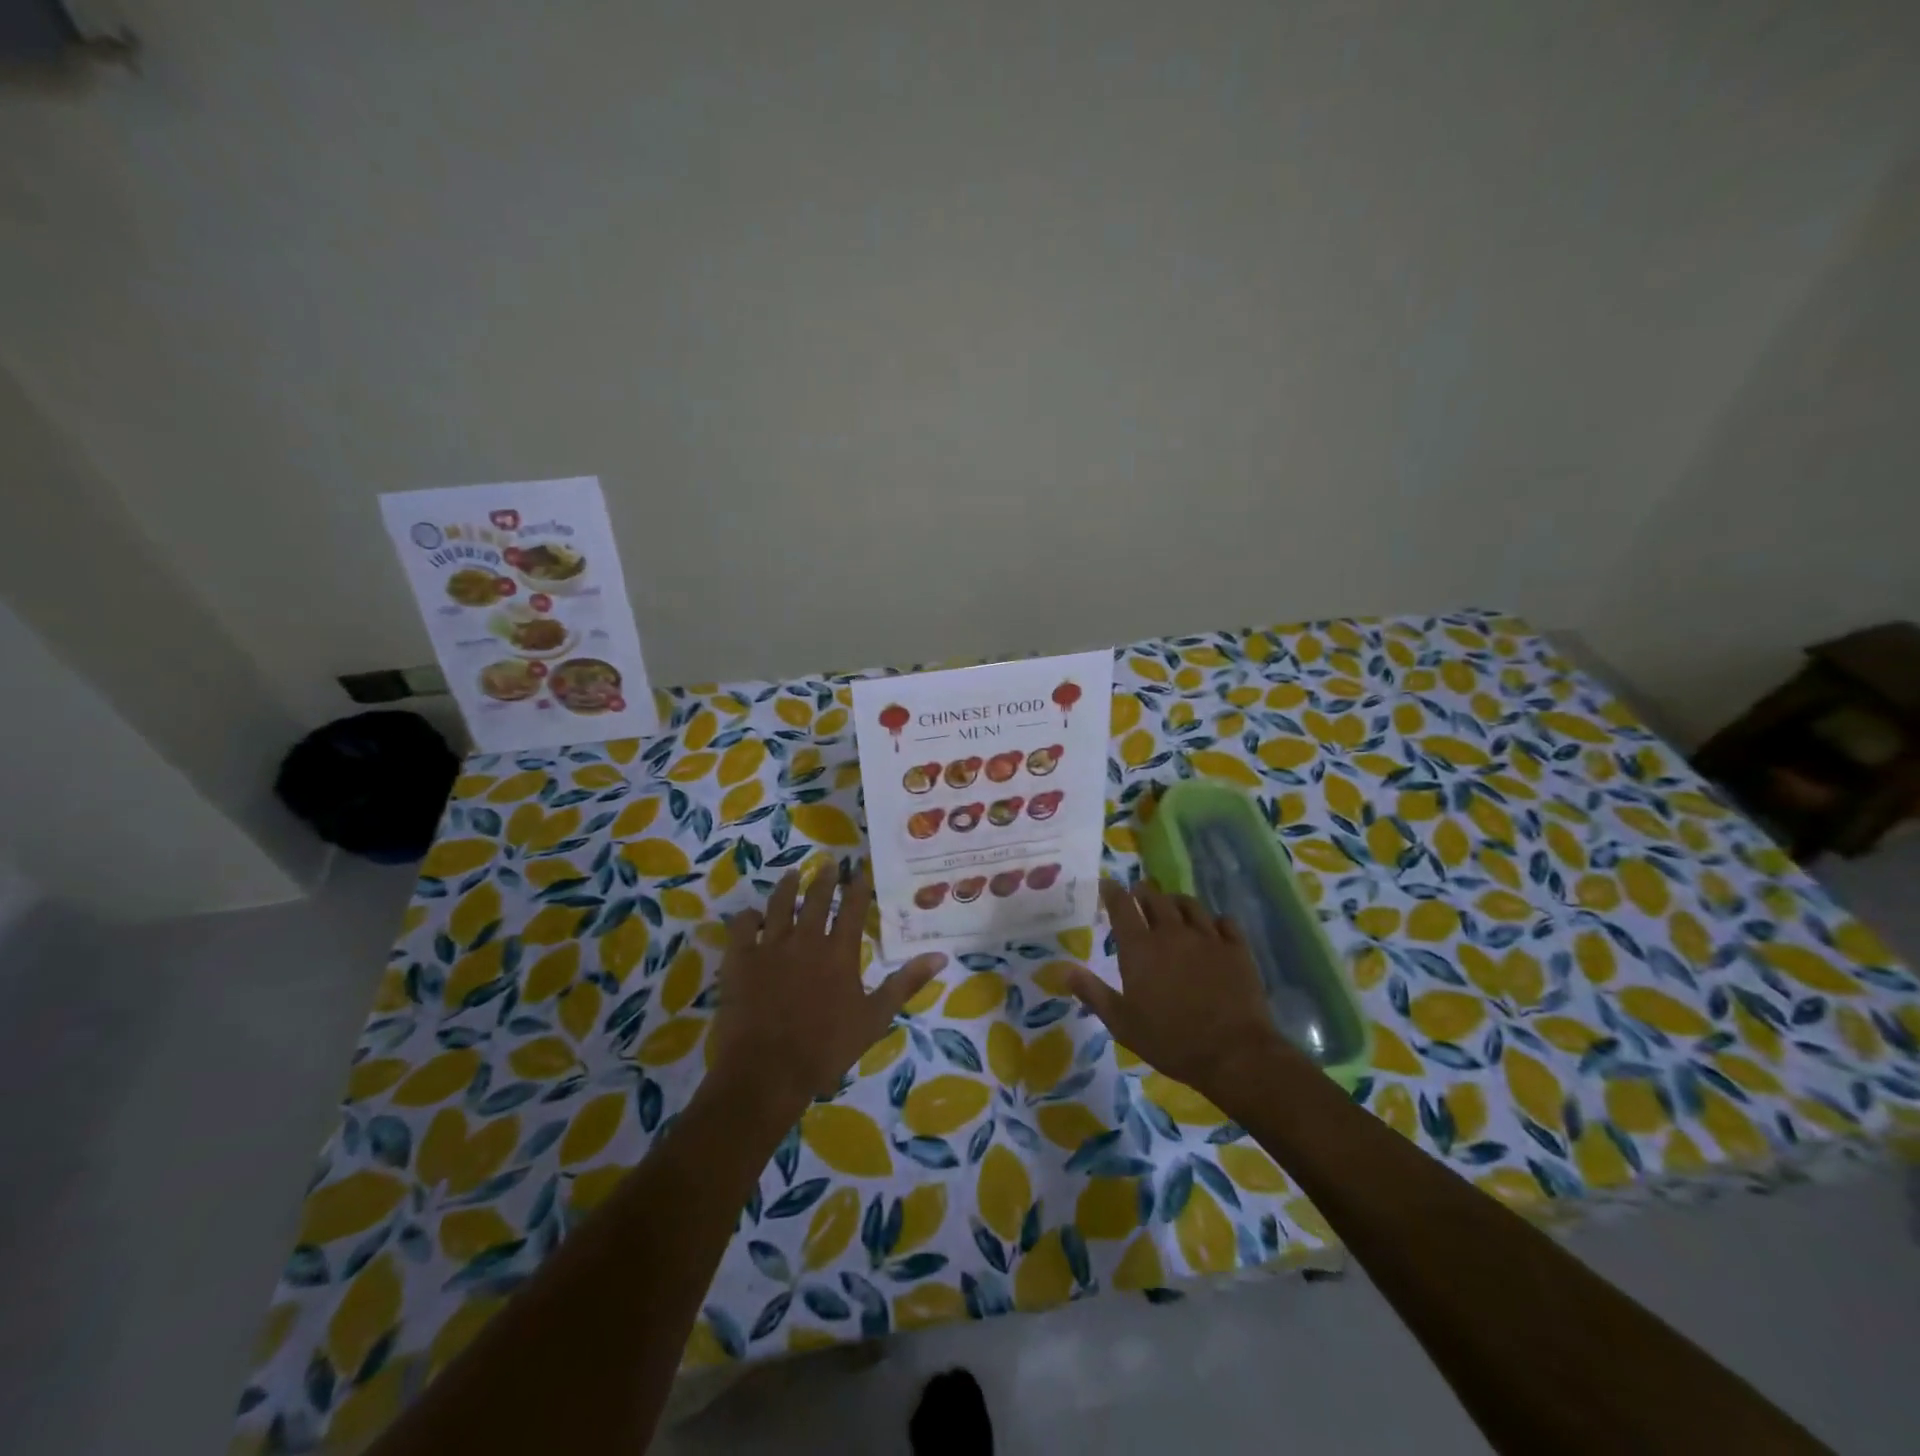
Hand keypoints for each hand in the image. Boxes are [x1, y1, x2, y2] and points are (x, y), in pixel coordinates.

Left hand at [708, 866, 945, 1118]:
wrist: (767, 1072)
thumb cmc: (826, 1049)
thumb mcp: (875, 1018)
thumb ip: (906, 983)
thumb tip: (941, 956)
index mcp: (839, 952)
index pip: (852, 908)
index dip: (858, 885)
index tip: (861, 868)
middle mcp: (805, 939)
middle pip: (815, 899)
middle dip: (824, 878)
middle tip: (829, 862)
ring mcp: (769, 947)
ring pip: (779, 905)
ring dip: (787, 887)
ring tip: (794, 873)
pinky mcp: (740, 961)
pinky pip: (742, 927)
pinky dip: (748, 917)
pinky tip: (753, 915)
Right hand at [1062, 879, 1287, 1100]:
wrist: (1233, 1054)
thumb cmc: (1170, 1040)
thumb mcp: (1122, 1023)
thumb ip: (1093, 993)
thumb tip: (1064, 970)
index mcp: (1140, 948)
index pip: (1122, 906)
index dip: (1112, 891)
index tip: (1106, 884)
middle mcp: (1172, 933)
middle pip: (1155, 898)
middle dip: (1143, 892)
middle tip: (1137, 894)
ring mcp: (1207, 937)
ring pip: (1189, 904)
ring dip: (1175, 902)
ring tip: (1172, 906)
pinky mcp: (1237, 949)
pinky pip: (1224, 921)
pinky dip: (1213, 921)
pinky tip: (1212, 928)